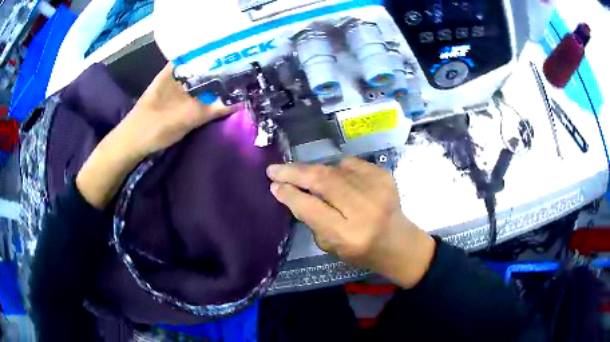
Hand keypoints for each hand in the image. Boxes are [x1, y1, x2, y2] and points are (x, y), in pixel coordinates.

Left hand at [77, 63, 234, 209]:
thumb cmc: (153, 125)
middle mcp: (177, 73)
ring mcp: (176, 87)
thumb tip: (242, 102)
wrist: (132, 144)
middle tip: (246, 72)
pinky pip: (197, 93)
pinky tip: (222, 97)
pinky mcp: (176, 100)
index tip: (242, 55)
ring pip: (201, 80)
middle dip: (224, 70)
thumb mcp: (185, 117)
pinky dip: (209, 94)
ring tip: (239, 82)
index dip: (223, 53)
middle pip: (205, 66)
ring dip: (217, 83)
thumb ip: (213, 109)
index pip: (204, 52)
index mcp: (175, 68)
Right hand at [267, 158, 435, 288]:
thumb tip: (290, 192)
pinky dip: (336, 168)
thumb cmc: (363, 252)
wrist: (399, 242)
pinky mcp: (383, 175)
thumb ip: (311, 220)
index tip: (274, 185)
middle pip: (322, 181)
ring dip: (313, 170)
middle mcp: (363, 209)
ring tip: (301, 174)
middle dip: (294, 172)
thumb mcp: (332, 247)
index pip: (311, 208)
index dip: (289, 194)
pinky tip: (333, 176)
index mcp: (348, 235)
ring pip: (333, 169)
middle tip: (275, 169)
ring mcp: (376, 188)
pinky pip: (350, 164)